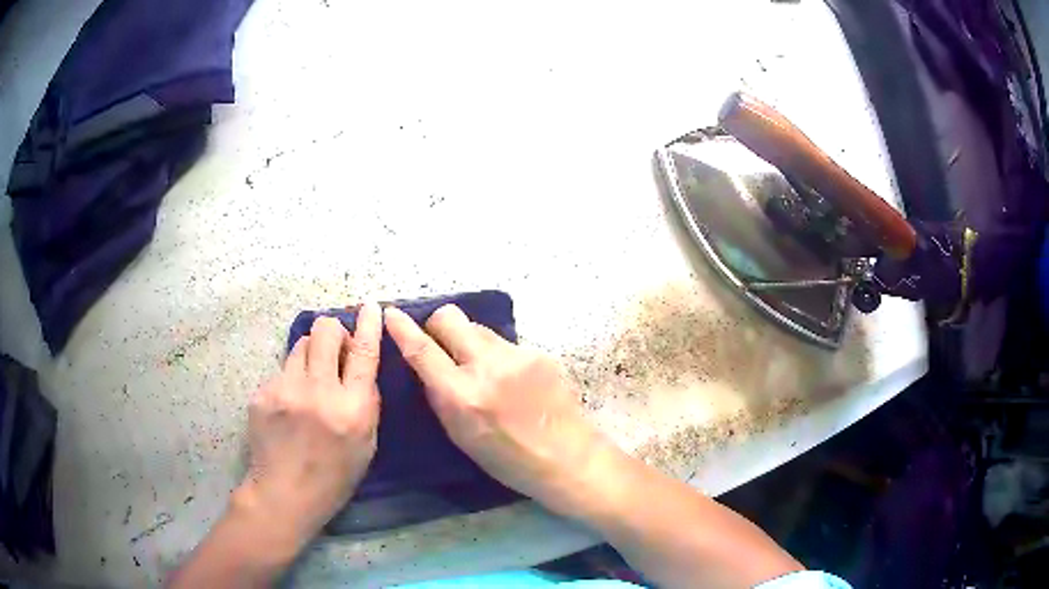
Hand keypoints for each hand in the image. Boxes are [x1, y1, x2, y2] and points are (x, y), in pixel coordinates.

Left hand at [237, 304, 381, 550]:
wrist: (284, 494)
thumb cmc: (334, 476)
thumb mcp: (366, 444)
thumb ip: (366, 402)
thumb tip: (359, 366)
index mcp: (352, 410)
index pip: (364, 353)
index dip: (369, 325)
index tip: (370, 306)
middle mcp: (319, 392)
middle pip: (326, 330)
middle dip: (333, 332)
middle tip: (335, 350)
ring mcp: (286, 390)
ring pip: (301, 344)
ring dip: (311, 355)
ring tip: (309, 382)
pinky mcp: (263, 392)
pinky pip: (282, 369)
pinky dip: (290, 379)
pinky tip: (288, 406)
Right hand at [384, 304, 610, 512]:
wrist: (567, 456)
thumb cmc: (507, 459)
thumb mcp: (460, 435)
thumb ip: (440, 395)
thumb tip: (426, 363)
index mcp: (463, 396)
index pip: (423, 351)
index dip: (402, 329)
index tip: (390, 313)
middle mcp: (488, 367)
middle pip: (450, 317)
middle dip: (437, 325)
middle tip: (440, 343)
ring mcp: (517, 356)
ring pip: (478, 327)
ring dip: (469, 341)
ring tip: (480, 368)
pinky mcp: (539, 352)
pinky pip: (504, 343)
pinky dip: (497, 355)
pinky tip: (510, 379)